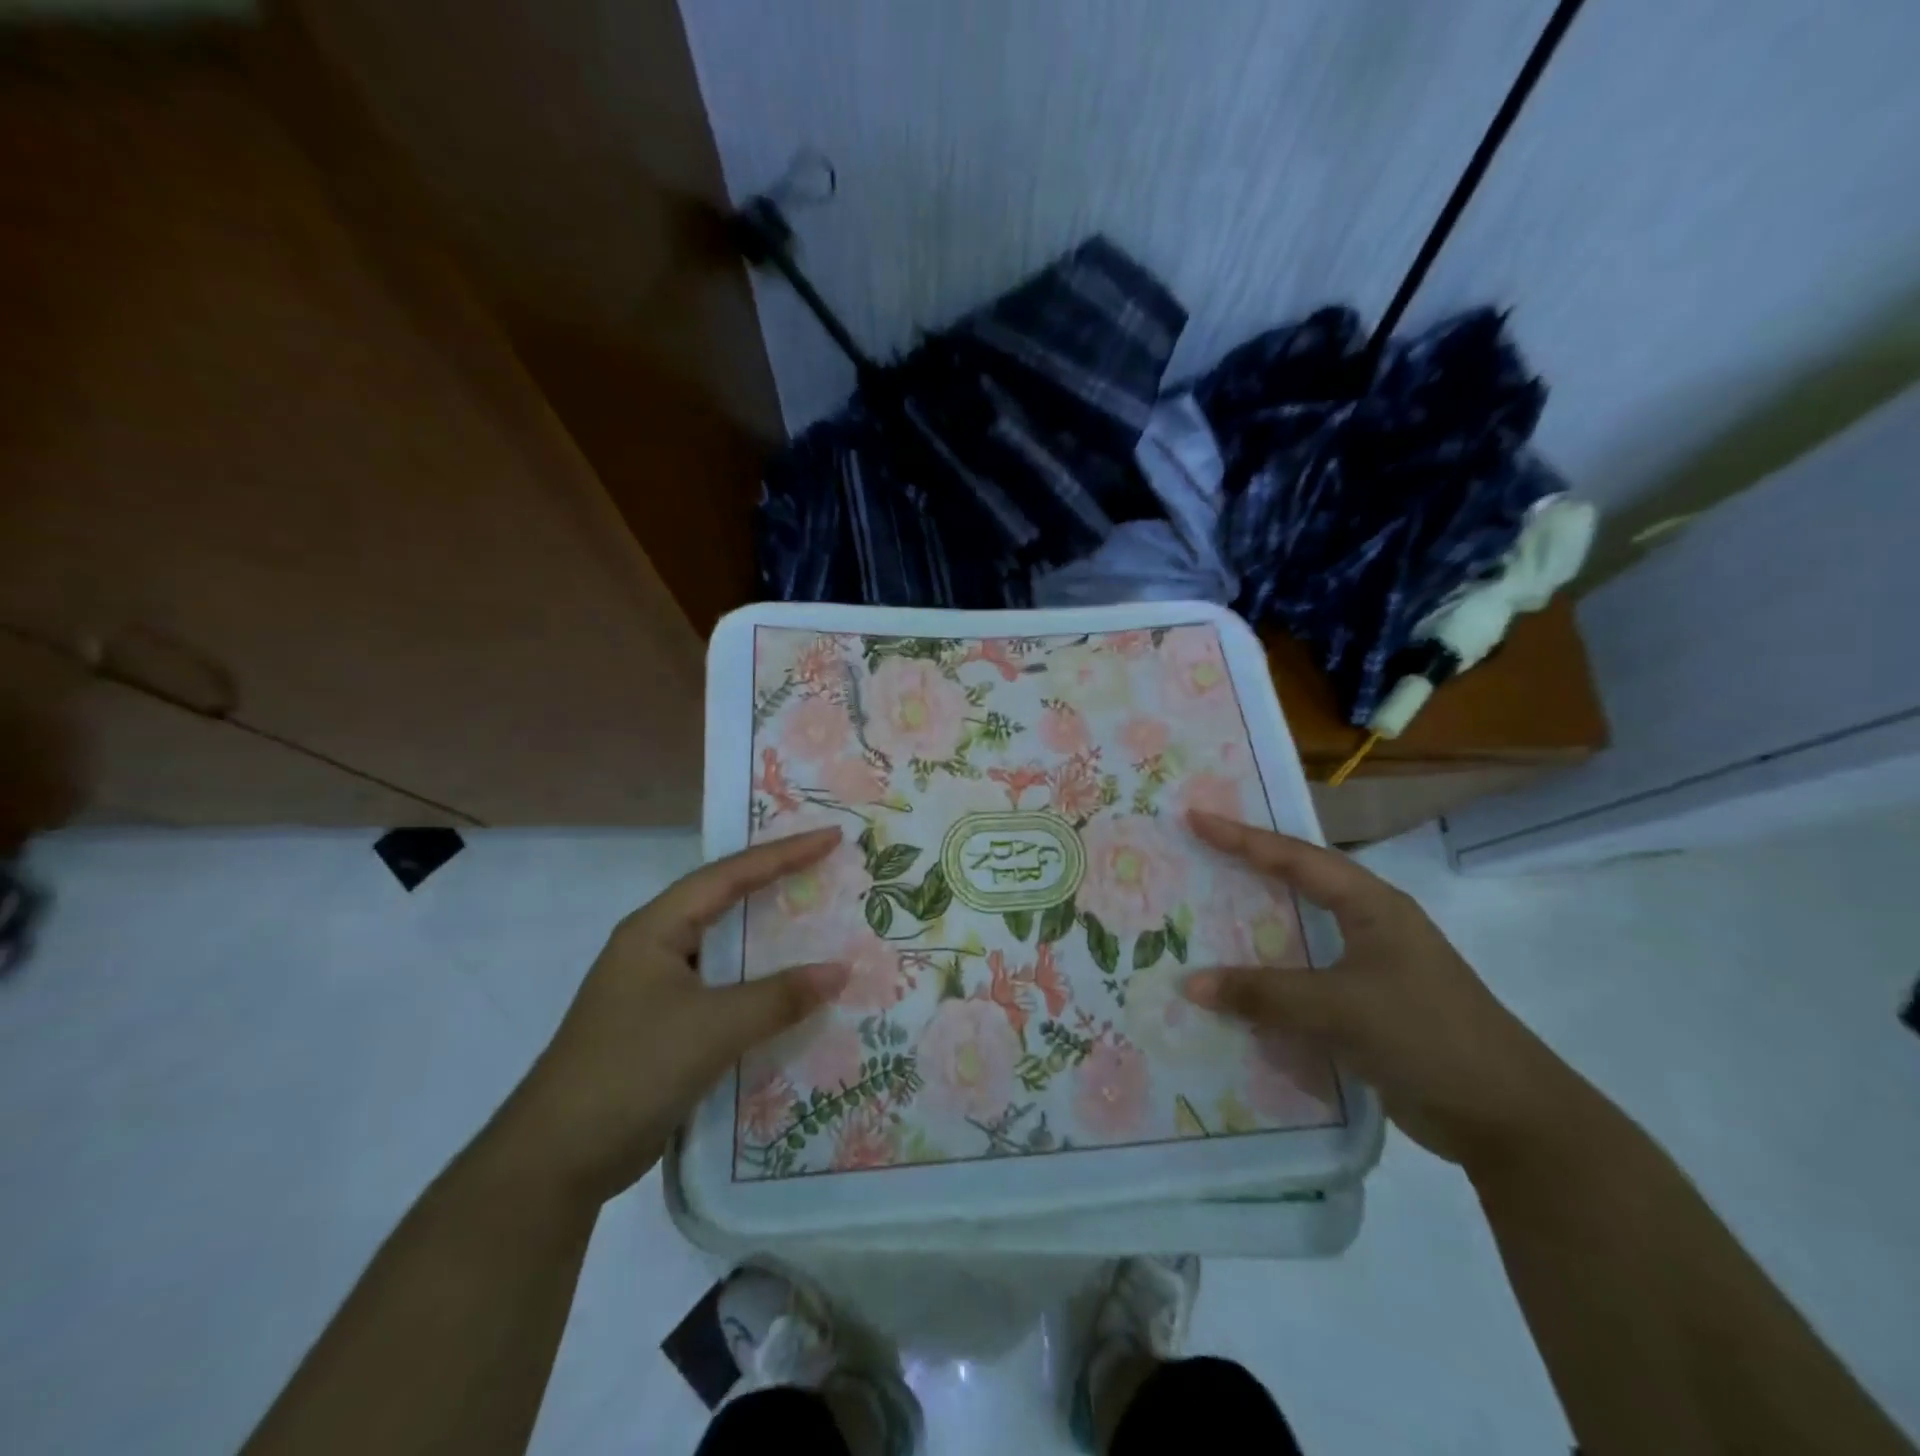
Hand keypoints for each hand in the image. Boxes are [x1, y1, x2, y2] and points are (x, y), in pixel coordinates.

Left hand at [497, 828, 849, 1205]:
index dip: (783, 853)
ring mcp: (656, 988)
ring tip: (818, 920)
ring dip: (768, 937)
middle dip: (775, 882)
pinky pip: (722, 988)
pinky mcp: (663, 1026)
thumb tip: (841, 970)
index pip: (729, 875)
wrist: (556, 1161)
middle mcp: (654, 947)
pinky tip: (789, 992)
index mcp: (656, 929)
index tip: (830, 837)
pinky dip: (757, 983)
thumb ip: (779, 997)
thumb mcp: (713, 1029)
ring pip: (724, 948)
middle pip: (724, 901)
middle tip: (826, 867)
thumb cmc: (631, 1071)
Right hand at [1181, 812, 1582, 1169]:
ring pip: (1300, 934)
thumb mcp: (1340, 1009)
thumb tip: (1189, 985)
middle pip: (1298, 885)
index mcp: (1372, 907)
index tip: (1197, 818)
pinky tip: (1238, 986)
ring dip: (1256, 927)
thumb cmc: (1427, 1036)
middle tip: (1199, 853)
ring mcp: (1371, 968)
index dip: (1243, 838)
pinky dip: (1270, 977)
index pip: (1296, 859)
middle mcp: (1371, 927)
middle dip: (1249, 868)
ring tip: (1206, 913)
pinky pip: (1304, 979)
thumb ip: (1264, 995)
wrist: (1508, 1119)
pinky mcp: (1367, 1008)